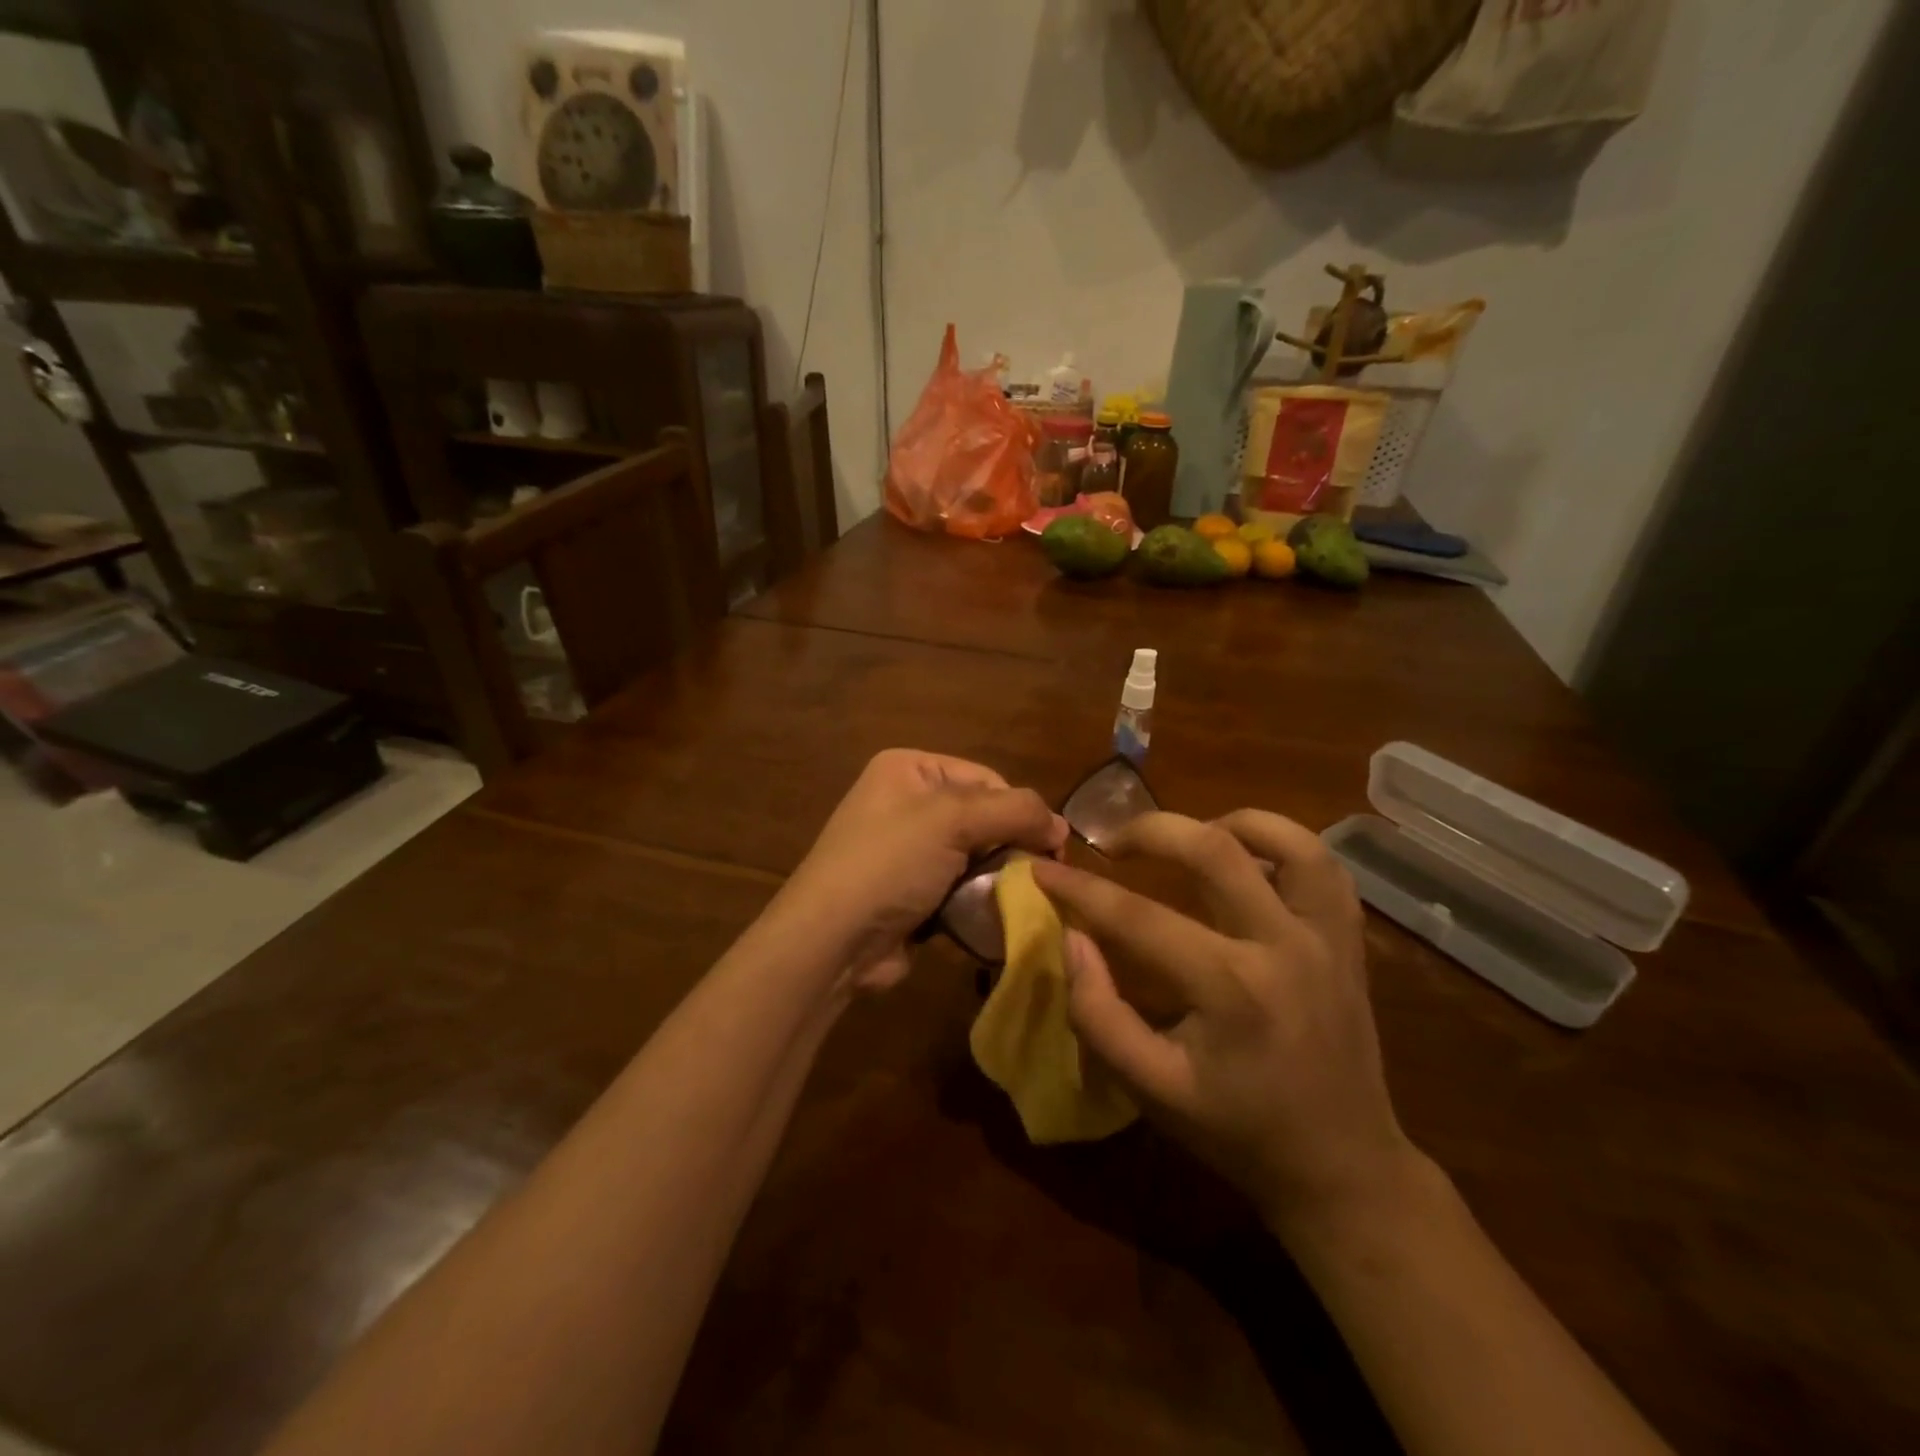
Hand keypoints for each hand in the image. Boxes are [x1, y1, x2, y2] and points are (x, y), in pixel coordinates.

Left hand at [782, 750, 1066, 992]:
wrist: (832, 939)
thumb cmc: (889, 863)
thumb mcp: (952, 820)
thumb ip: (1014, 811)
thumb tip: (1062, 826)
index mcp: (910, 770)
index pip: (986, 779)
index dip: (1018, 810)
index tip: (1049, 847)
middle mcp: (907, 803)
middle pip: (983, 818)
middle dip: (1010, 846)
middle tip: (1041, 876)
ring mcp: (908, 851)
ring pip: (976, 857)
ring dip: (998, 878)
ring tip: (1021, 899)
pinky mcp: (912, 893)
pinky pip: (961, 888)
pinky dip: (979, 901)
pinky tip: (995, 917)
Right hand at [1030, 810, 1417, 1240]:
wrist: (1343, 1167)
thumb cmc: (1238, 1131)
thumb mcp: (1151, 1089)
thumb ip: (1098, 1014)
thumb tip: (1073, 938)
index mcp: (1231, 988)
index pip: (1137, 917)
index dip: (1080, 889)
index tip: (1040, 870)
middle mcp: (1284, 945)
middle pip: (1213, 849)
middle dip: (1149, 830)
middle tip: (1111, 842)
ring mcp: (1327, 937)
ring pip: (1285, 838)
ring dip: (1225, 822)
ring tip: (1187, 837)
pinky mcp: (1349, 940)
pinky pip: (1323, 866)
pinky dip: (1281, 845)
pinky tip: (1248, 859)